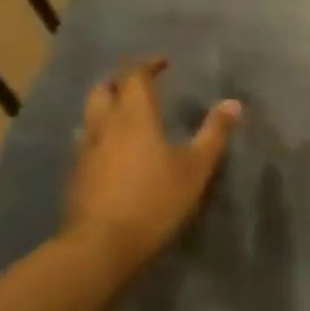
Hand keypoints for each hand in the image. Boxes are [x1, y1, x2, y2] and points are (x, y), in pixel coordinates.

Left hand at [60, 58, 240, 275]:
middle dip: (120, 81)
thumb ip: (214, 133)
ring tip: (125, 115)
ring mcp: (85, 152)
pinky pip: (86, 143)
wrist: (100, 247)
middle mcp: (105, 126)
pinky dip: (100, 136)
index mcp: (134, 116)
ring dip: (106, 107)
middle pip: (104, 90)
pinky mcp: (76, 177)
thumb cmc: (154, 200)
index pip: (134, 76)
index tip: (163, 63)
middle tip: (140, 84)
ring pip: (90, 116)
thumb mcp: (196, 168)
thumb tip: (233, 103)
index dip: (148, 65)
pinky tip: (112, 152)